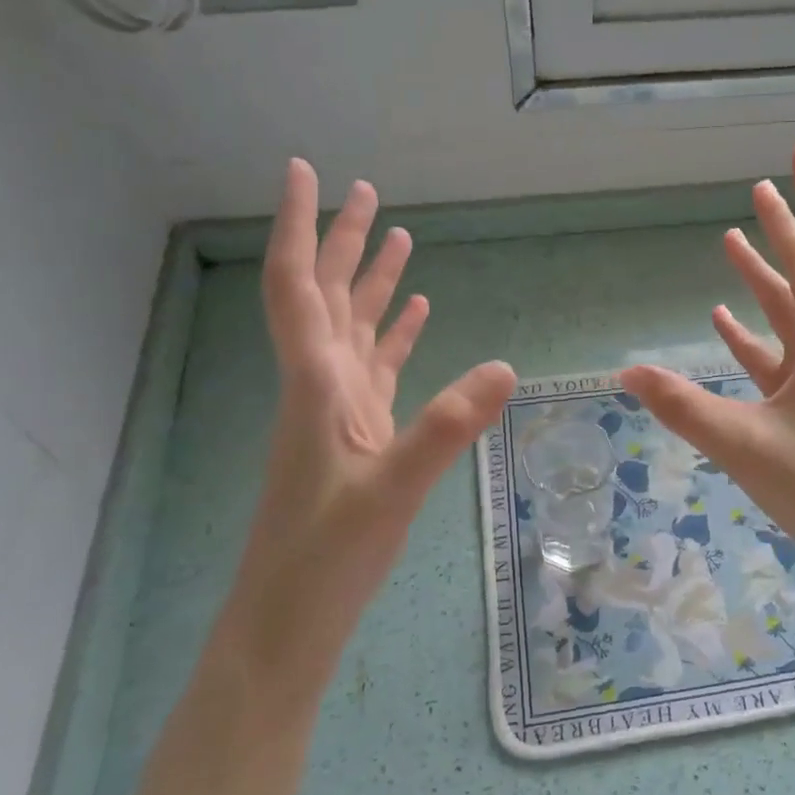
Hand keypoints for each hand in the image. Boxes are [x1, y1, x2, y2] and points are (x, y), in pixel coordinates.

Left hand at [231, 159, 515, 690]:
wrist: (288, 622)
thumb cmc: (325, 558)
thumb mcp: (392, 491)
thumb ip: (446, 427)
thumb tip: (507, 367)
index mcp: (317, 384)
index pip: (298, 287)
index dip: (298, 226)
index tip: (303, 172)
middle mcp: (321, 385)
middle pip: (326, 295)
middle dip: (340, 240)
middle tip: (365, 191)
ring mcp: (338, 411)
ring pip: (352, 328)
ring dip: (368, 281)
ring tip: (396, 239)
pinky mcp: (357, 436)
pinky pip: (376, 368)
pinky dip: (393, 335)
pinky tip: (414, 316)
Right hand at [619, 139, 794, 586]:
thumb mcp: (747, 446)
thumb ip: (684, 407)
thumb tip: (625, 369)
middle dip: (786, 226)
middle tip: (760, 188)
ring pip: (792, 310)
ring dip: (766, 274)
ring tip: (734, 238)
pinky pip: (778, 354)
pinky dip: (753, 332)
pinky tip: (725, 318)